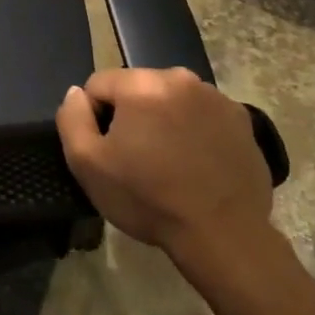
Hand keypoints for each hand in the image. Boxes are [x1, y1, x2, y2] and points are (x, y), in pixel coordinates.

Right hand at [56, 67, 271, 255]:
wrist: (224, 235)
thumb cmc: (148, 199)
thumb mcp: (87, 163)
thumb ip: (72, 118)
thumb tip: (76, 94)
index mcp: (142, 84)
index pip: (98, 84)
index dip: (94, 118)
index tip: (108, 152)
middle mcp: (182, 78)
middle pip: (137, 89)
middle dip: (131, 116)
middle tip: (137, 159)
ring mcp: (217, 98)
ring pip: (171, 101)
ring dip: (164, 121)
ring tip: (169, 164)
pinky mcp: (242, 121)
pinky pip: (203, 116)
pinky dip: (195, 132)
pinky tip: (197, 165)